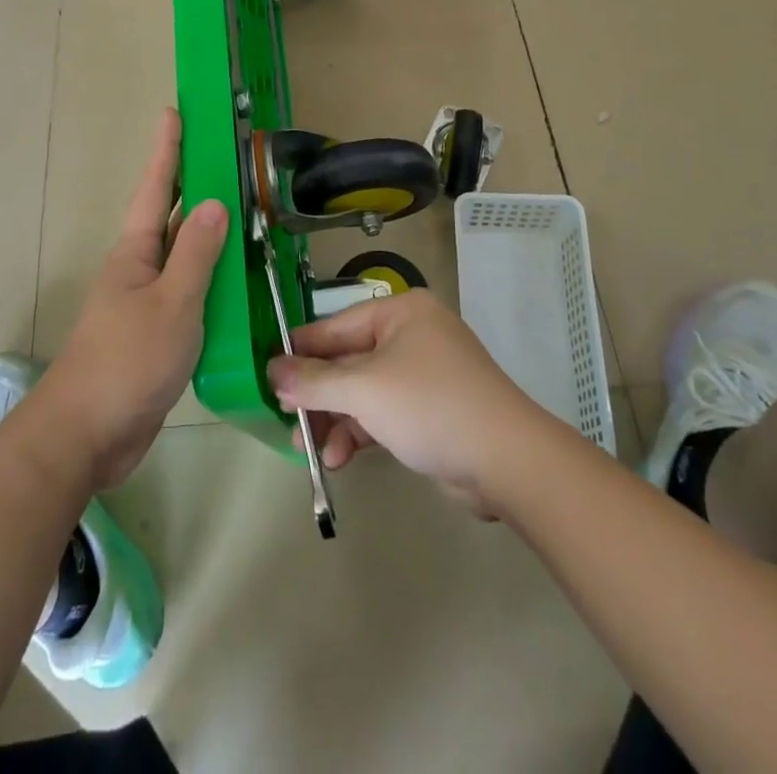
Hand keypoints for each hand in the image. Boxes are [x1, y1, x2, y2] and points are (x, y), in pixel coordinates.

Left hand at [35, 109, 227, 490]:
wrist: (88, 433)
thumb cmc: (127, 359)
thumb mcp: (172, 302)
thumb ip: (196, 253)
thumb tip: (214, 202)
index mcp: (136, 250)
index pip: (156, 186)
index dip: (167, 148)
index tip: (174, 111)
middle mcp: (140, 268)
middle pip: (170, 215)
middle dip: (193, 183)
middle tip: (225, 156)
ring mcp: (148, 301)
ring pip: (184, 256)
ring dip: (209, 234)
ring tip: (245, 212)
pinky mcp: (158, 333)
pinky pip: (191, 293)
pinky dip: (214, 280)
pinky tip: (239, 282)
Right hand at [266, 291, 540, 505]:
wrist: (508, 462)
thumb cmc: (431, 406)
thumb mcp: (365, 390)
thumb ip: (314, 381)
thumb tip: (272, 371)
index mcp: (400, 313)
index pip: (335, 326)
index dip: (301, 350)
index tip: (268, 374)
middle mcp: (410, 336)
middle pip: (347, 361)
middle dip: (317, 394)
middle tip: (286, 419)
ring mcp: (422, 375)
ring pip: (362, 391)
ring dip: (334, 419)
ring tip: (308, 448)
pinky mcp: (429, 410)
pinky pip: (381, 413)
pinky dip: (359, 431)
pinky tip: (339, 457)